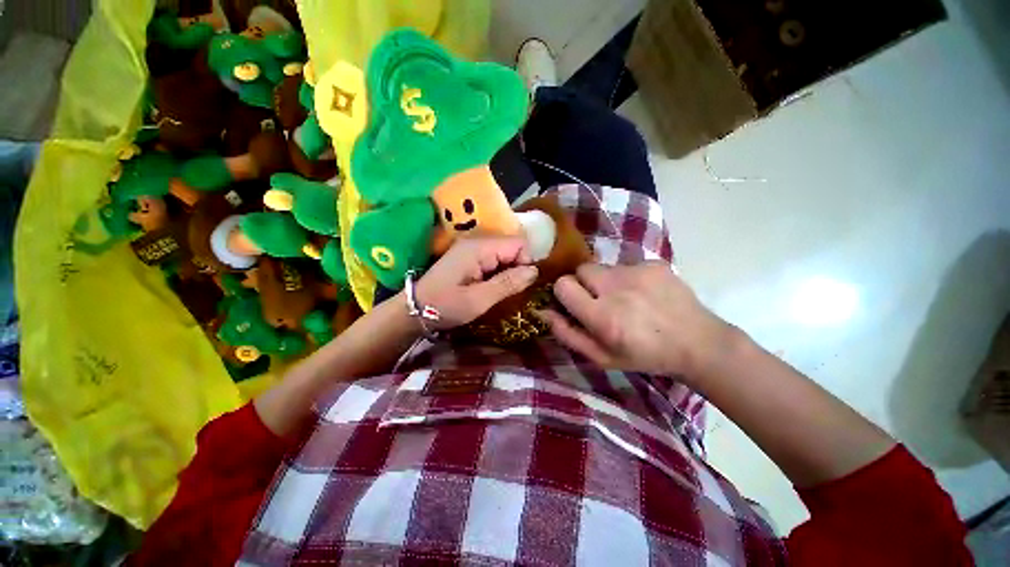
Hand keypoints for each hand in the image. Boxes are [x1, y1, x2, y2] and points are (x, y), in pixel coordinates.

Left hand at [415, 237, 538, 329]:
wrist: (414, 310)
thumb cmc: (445, 306)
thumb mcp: (479, 299)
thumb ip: (508, 283)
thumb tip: (535, 271)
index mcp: (479, 248)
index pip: (519, 243)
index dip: (525, 263)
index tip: (519, 285)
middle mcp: (477, 242)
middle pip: (512, 247)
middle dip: (517, 269)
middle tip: (509, 292)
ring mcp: (471, 249)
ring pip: (504, 255)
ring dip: (507, 273)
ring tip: (500, 292)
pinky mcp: (468, 257)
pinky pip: (493, 260)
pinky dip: (498, 273)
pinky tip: (491, 288)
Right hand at [539, 262, 734, 379]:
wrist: (698, 343)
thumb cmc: (644, 356)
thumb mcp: (601, 357)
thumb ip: (567, 334)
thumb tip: (543, 312)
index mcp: (602, 316)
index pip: (563, 285)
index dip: (565, 293)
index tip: (575, 304)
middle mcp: (617, 289)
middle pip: (581, 269)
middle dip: (583, 283)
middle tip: (600, 300)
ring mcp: (637, 272)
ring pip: (603, 266)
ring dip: (606, 281)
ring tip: (626, 298)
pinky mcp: (654, 263)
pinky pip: (626, 264)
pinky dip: (628, 277)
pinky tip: (645, 293)